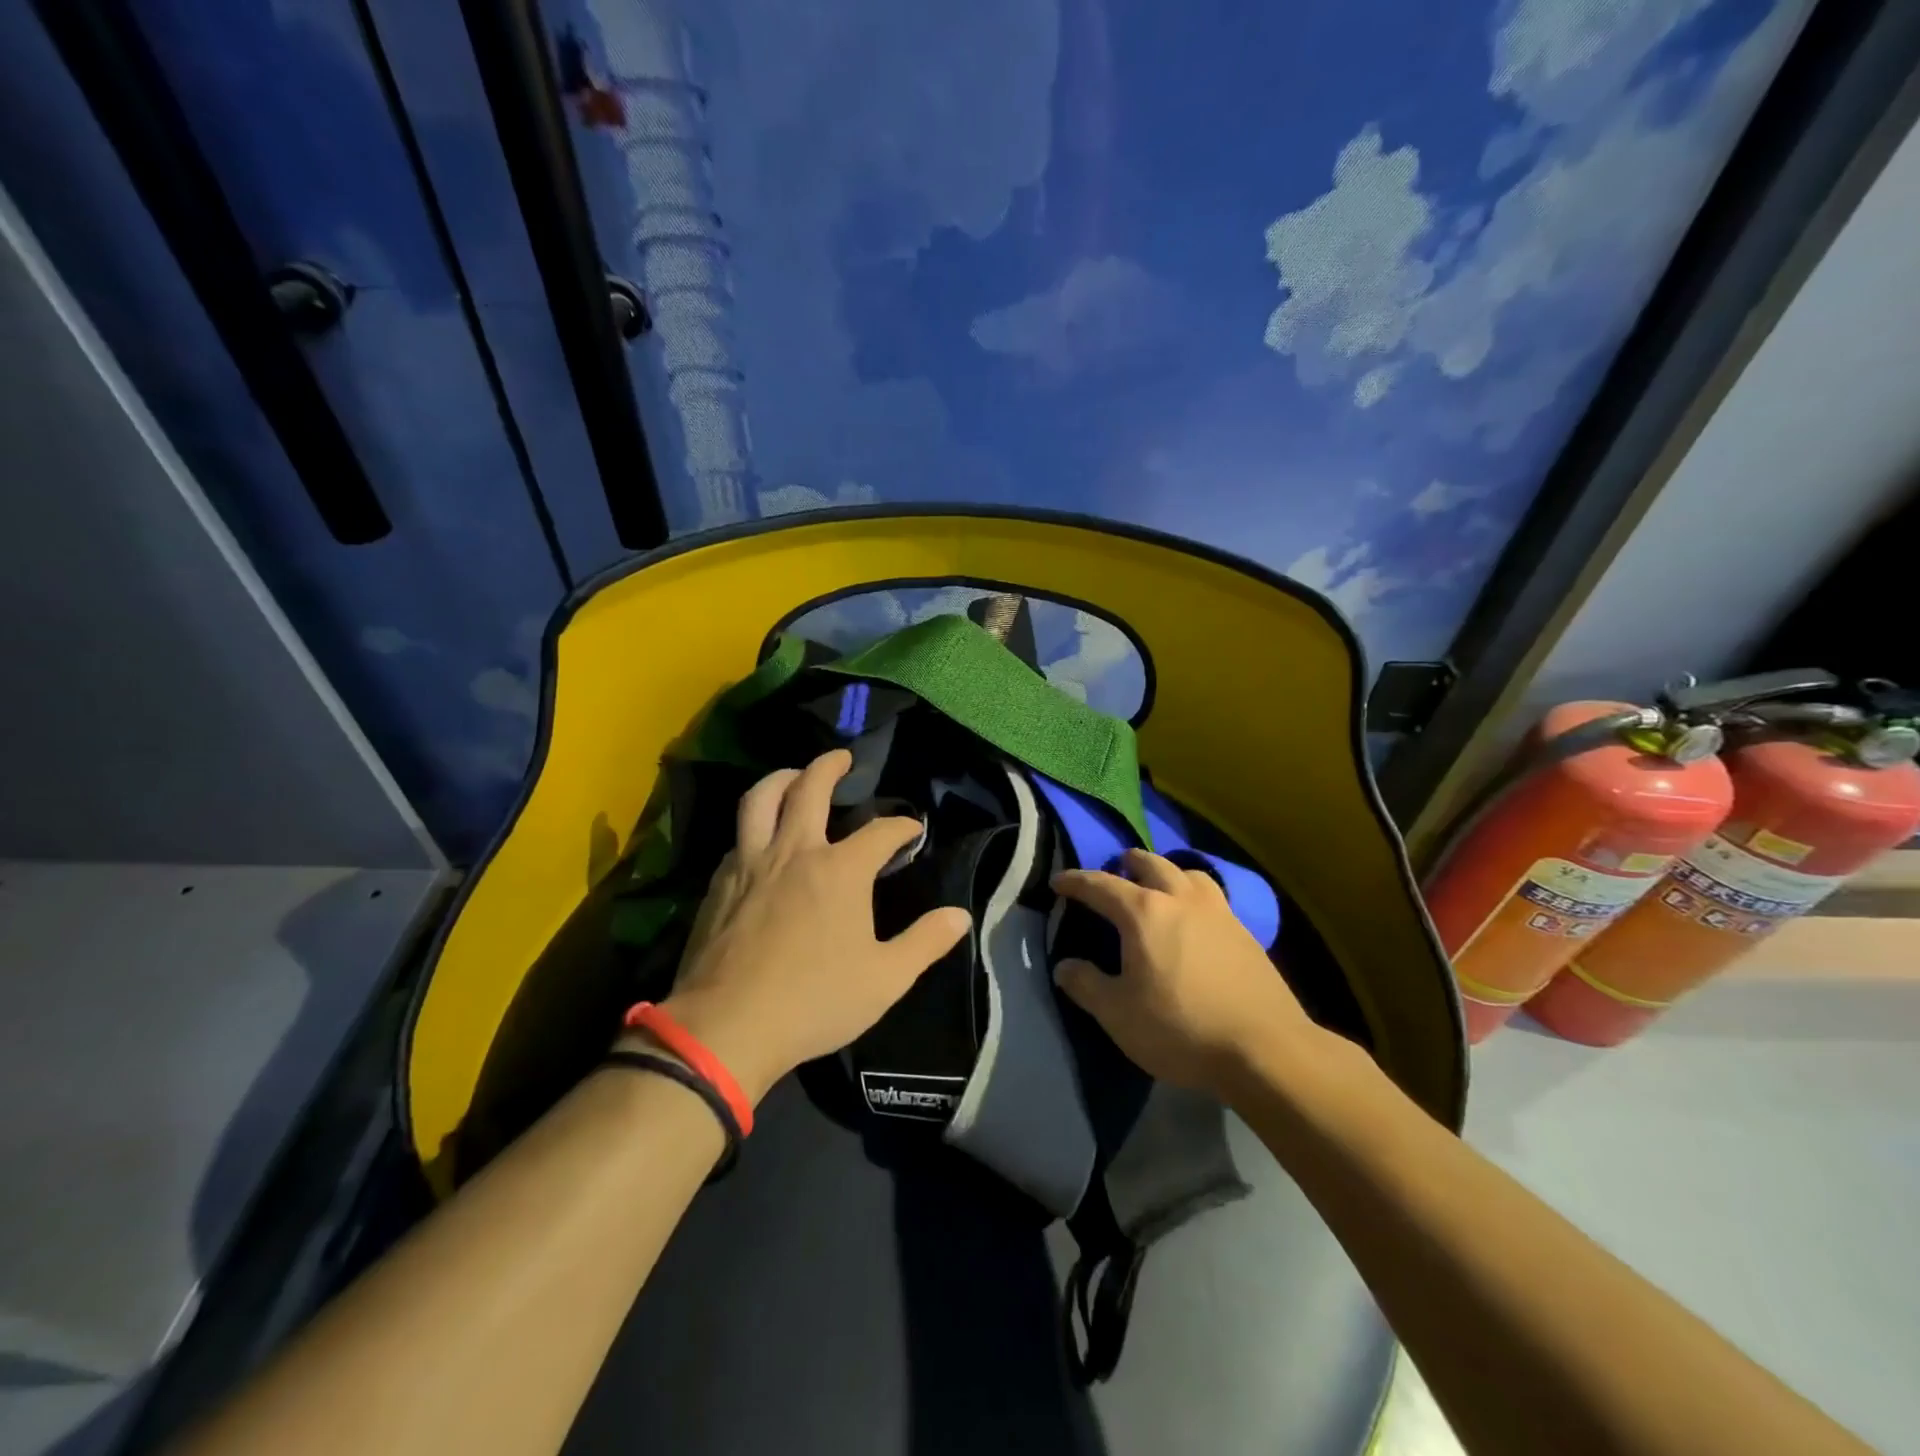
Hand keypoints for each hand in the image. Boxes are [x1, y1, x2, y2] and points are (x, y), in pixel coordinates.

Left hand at [637, 750, 970, 1103]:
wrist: (727, 1026)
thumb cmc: (814, 1001)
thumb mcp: (885, 979)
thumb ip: (924, 942)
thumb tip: (960, 916)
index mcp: (840, 870)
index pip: (880, 832)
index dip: (902, 826)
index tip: (912, 830)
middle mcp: (795, 851)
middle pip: (810, 788)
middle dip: (829, 766)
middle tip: (841, 757)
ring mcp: (751, 863)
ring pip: (761, 799)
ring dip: (781, 778)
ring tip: (793, 775)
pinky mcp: (720, 883)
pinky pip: (738, 836)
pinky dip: (755, 823)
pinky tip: (760, 838)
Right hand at [1052, 849, 1319, 1098]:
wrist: (1265, 1049)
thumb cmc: (1180, 1028)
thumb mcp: (1118, 1015)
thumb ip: (1086, 985)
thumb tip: (1065, 966)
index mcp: (1144, 913)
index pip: (1100, 885)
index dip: (1075, 881)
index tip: (1058, 882)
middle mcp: (1181, 900)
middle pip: (1151, 864)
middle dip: (1128, 863)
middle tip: (1116, 871)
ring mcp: (1218, 913)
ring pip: (1189, 873)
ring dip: (1168, 872)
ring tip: (1160, 886)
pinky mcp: (1245, 933)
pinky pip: (1213, 896)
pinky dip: (1195, 894)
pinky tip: (1196, 919)